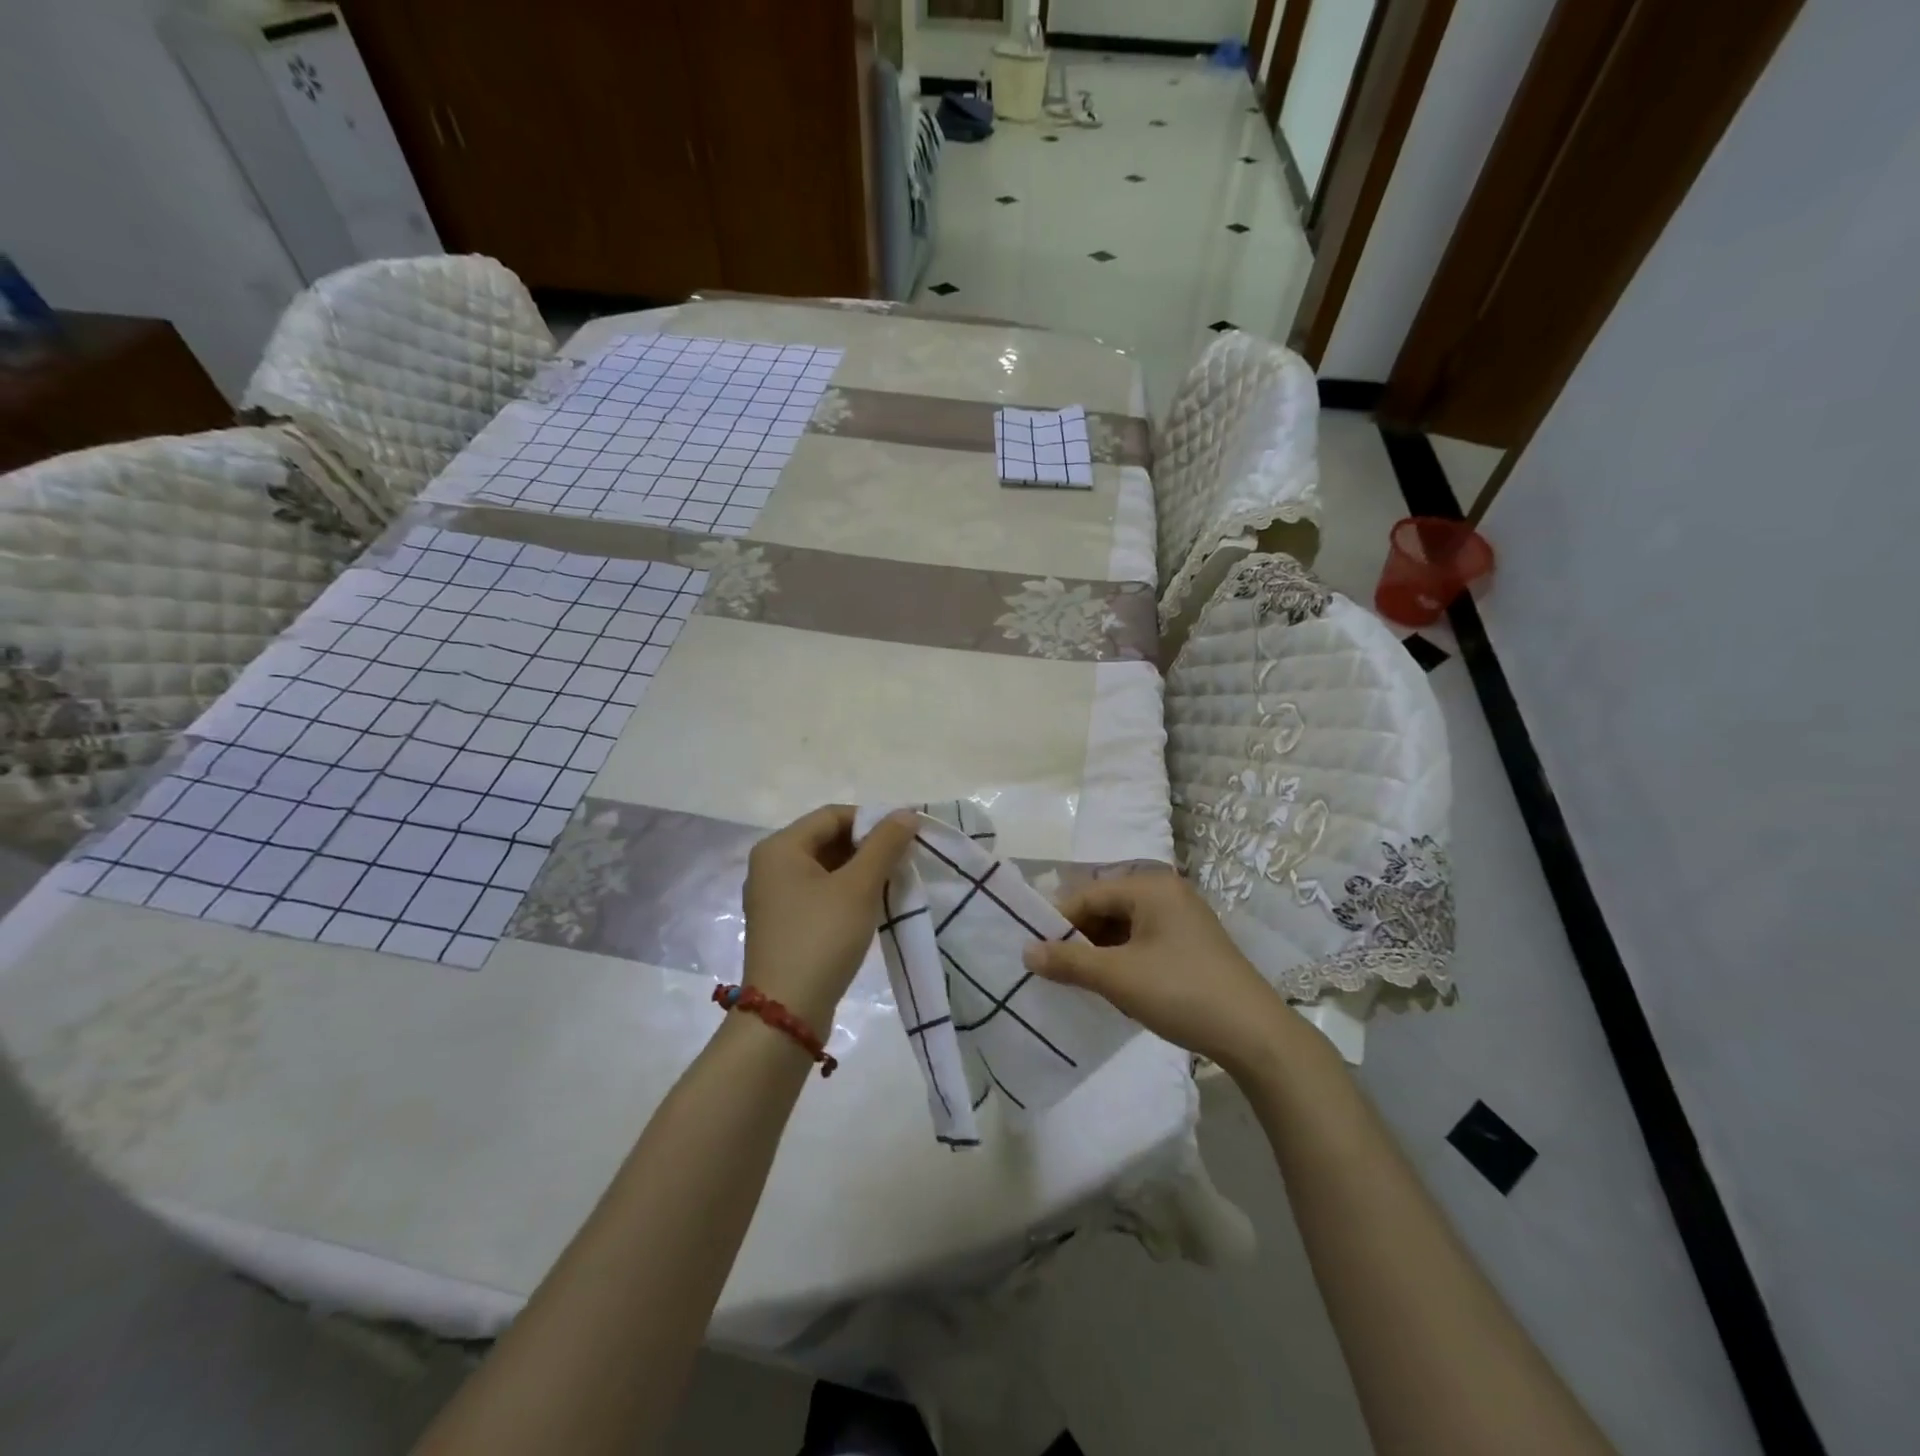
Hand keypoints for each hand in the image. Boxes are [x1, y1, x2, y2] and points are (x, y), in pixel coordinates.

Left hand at [741, 806, 918, 1036]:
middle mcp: (770, 866)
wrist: (786, 1013)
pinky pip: (818, 893)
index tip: (907, 836)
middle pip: (827, 839)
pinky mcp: (783, 924)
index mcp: (779, 848)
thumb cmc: (821, 938)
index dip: (872, 820)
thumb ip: (884, 845)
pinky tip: (871, 906)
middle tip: (904, 860)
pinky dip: (846, 892)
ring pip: (825, 868)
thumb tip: (906, 813)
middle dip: (867, 847)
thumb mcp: (859, 887)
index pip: (833, 815)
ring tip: (893, 882)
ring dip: (860, 871)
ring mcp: (774, 897)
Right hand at [1022, 872, 1286, 1071]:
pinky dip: (1122, 959)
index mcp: (1150, 886)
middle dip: (1078, 937)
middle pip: (1106, 907)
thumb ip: (1068, 961)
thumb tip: (1026, 951)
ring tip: (1076, 980)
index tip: (1033, 951)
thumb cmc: (1181, 992)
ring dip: (1099, 951)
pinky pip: (1143, 941)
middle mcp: (1166, 893)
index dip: (1058, 922)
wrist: (1254, 1034)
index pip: (1088, 894)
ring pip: (1124, 927)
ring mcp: (1182, 918)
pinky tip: (1110, 986)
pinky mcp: (1191, 944)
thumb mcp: (1117, 977)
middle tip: (1051, 968)